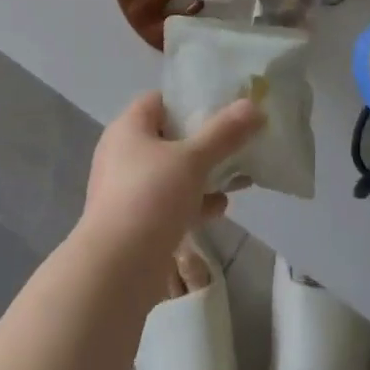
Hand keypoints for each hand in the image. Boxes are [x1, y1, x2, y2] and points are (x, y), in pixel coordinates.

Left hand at [80, 91, 264, 256]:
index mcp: (128, 128)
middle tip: (238, 144)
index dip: (190, 100)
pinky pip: (168, 202)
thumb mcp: (193, 160)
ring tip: (239, 178)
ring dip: (203, 175)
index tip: (223, 107)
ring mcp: (126, 190)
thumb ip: (224, 132)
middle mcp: (122, 154)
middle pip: (169, 137)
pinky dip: (193, 202)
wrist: (115, 270)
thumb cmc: (150, 197)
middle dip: (205, 142)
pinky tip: (219, 208)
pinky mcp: (134, 222)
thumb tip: (254, 106)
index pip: (159, 100)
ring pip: (172, 173)